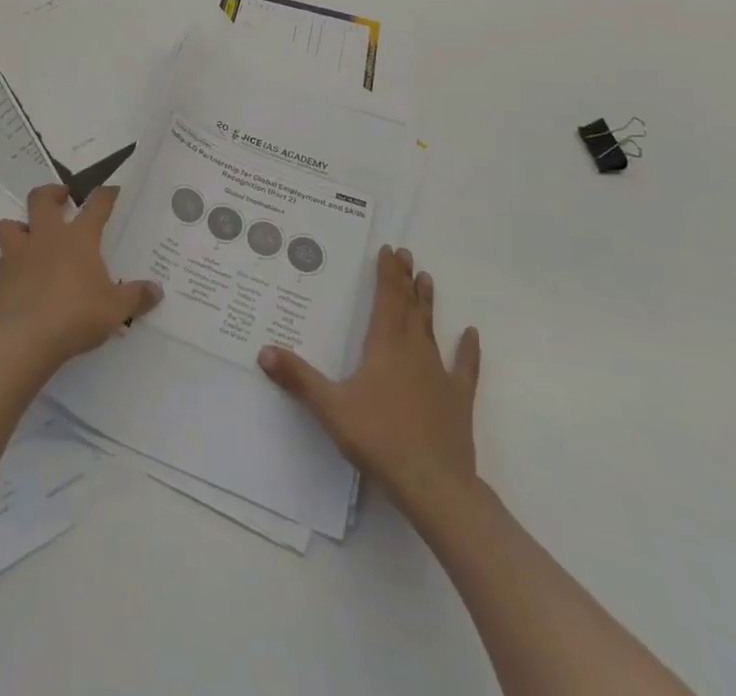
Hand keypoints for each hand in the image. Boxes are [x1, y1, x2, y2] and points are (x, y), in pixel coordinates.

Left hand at [0, 184, 162, 371]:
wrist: (26, 340)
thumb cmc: (77, 315)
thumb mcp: (116, 309)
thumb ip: (136, 297)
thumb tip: (156, 291)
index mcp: (79, 238)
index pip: (96, 205)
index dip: (105, 195)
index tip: (111, 190)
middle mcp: (47, 237)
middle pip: (41, 198)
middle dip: (51, 193)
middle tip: (62, 198)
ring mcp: (20, 255)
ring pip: (8, 225)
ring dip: (18, 226)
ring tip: (30, 236)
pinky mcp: (1, 278)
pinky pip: (1, 261)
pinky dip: (9, 263)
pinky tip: (19, 275)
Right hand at [258, 245, 481, 520]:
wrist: (435, 485)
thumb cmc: (379, 440)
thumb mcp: (330, 408)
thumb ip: (298, 378)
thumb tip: (263, 350)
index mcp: (384, 346)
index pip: (385, 299)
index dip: (387, 274)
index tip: (389, 250)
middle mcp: (413, 351)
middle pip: (408, 307)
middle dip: (404, 280)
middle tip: (406, 255)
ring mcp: (439, 374)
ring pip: (431, 329)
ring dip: (427, 304)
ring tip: (427, 279)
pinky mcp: (458, 400)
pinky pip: (465, 368)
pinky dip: (468, 350)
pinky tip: (472, 334)